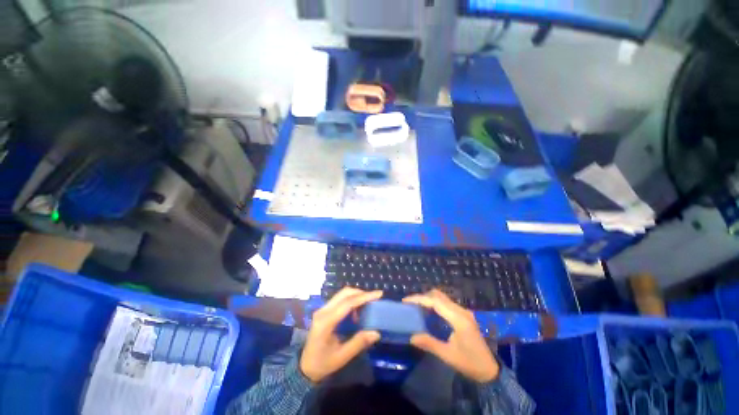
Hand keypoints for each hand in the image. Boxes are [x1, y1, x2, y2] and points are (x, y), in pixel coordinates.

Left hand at [300, 287, 382, 382]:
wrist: (304, 367)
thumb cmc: (322, 364)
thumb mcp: (342, 357)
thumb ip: (358, 343)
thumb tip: (376, 332)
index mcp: (326, 322)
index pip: (348, 303)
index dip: (364, 297)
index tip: (379, 294)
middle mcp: (323, 311)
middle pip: (345, 293)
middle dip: (361, 293)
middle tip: (374, 299)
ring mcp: (322, 309)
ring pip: (342, 294)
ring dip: (356, 296)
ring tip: (367, 306)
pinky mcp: (324, 310)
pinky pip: (339, 299)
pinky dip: (350, 300)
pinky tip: (356, 311)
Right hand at [403, 289, 499, 382]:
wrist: (491, 370)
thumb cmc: (470, 363)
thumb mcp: (448, 355)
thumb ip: (429, 343)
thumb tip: (411, 337)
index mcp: (458, 319)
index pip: (435, 302)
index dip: (419, 299)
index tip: (406, 301)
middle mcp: (461, 311)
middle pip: (439, 296)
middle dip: (423, 297)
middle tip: (410, 304)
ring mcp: (464, 312)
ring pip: (443, 298)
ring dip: (429, 299)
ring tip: (417, 306)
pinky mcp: (464, 315)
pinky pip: (447, 303)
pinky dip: (435, 303)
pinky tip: (429, 311)